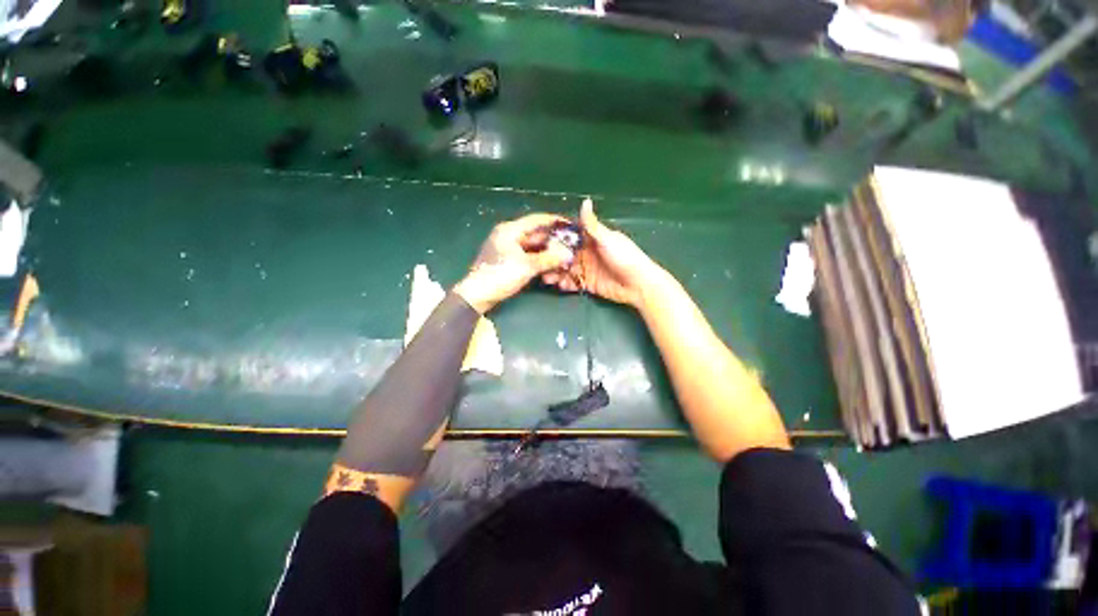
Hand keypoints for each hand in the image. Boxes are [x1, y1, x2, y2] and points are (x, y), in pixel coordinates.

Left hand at [454, 213, 575, 313]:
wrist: (478, 295)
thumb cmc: (500, 275)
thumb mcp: (527, 266)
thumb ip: (549, 259)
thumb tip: (568, 255)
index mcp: (510, 230)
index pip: (537, 220)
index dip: (555, 221)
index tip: (571, 225)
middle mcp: (509, 236)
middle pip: (537, 235)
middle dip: (554, 242)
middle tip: (570, 247)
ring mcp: (508, 249)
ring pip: (534, 248)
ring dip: (548, 254)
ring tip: (563, 261)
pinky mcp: (508, 261)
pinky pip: (528, 257)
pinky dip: (539, 262)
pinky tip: (550, 268)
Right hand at [542, 198, 664, 308]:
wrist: (639, 284)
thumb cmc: (625, 257)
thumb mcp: (608, 239)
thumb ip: (593, 225)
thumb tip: (585, 200)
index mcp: (591, 239)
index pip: (570, 235)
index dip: (556, 237)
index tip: (539, 238)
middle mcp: (587, 253)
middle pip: (564, 254)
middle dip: (552, 258)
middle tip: (539, 263)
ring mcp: (587, 269)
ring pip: (566, 269)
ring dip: (555, 272)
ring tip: (545, 277)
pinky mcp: (588, 283)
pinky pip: (572, 283)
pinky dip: (564, 284)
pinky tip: (557, 285)